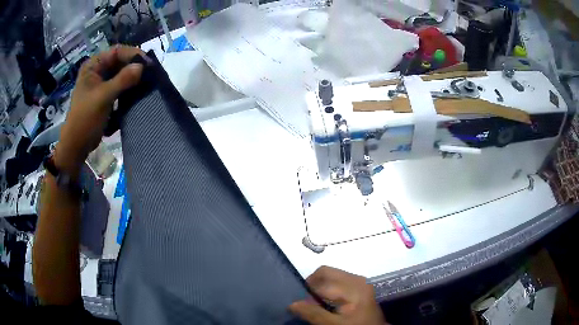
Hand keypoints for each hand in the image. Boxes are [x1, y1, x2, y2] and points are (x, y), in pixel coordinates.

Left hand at [55, 45, 146, 173]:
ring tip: (146, 84)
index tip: (148, 63)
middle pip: (120, 62)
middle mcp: (98, 71)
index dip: (133, 54)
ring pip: (121, 74)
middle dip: (134, 67)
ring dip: (133, 79)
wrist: (77, 145)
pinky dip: (129, 89)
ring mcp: (101, 83)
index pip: (117, 52)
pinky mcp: (105, 95)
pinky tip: (137, 93)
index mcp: (93, 66)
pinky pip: (120, 86)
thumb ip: (122, 80)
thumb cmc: (85, 119)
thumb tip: (142, 66)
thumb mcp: (103, 98)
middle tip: (150, 75)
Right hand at [289, 266, 386, 324]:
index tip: (302, 303)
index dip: (307, 290)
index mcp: (352, 286)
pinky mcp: (361, 287)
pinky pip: (339, 281)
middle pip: (327, 272)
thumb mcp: (333, 324)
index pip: (321, 279)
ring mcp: (360, 282)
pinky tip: (329, 303)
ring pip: (332, 276)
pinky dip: (329, 289)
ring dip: (321, 287)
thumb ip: (313, 313)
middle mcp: (357, 279)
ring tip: (319, 304)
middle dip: (313, 285)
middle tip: (309, 303)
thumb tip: (292, 304)